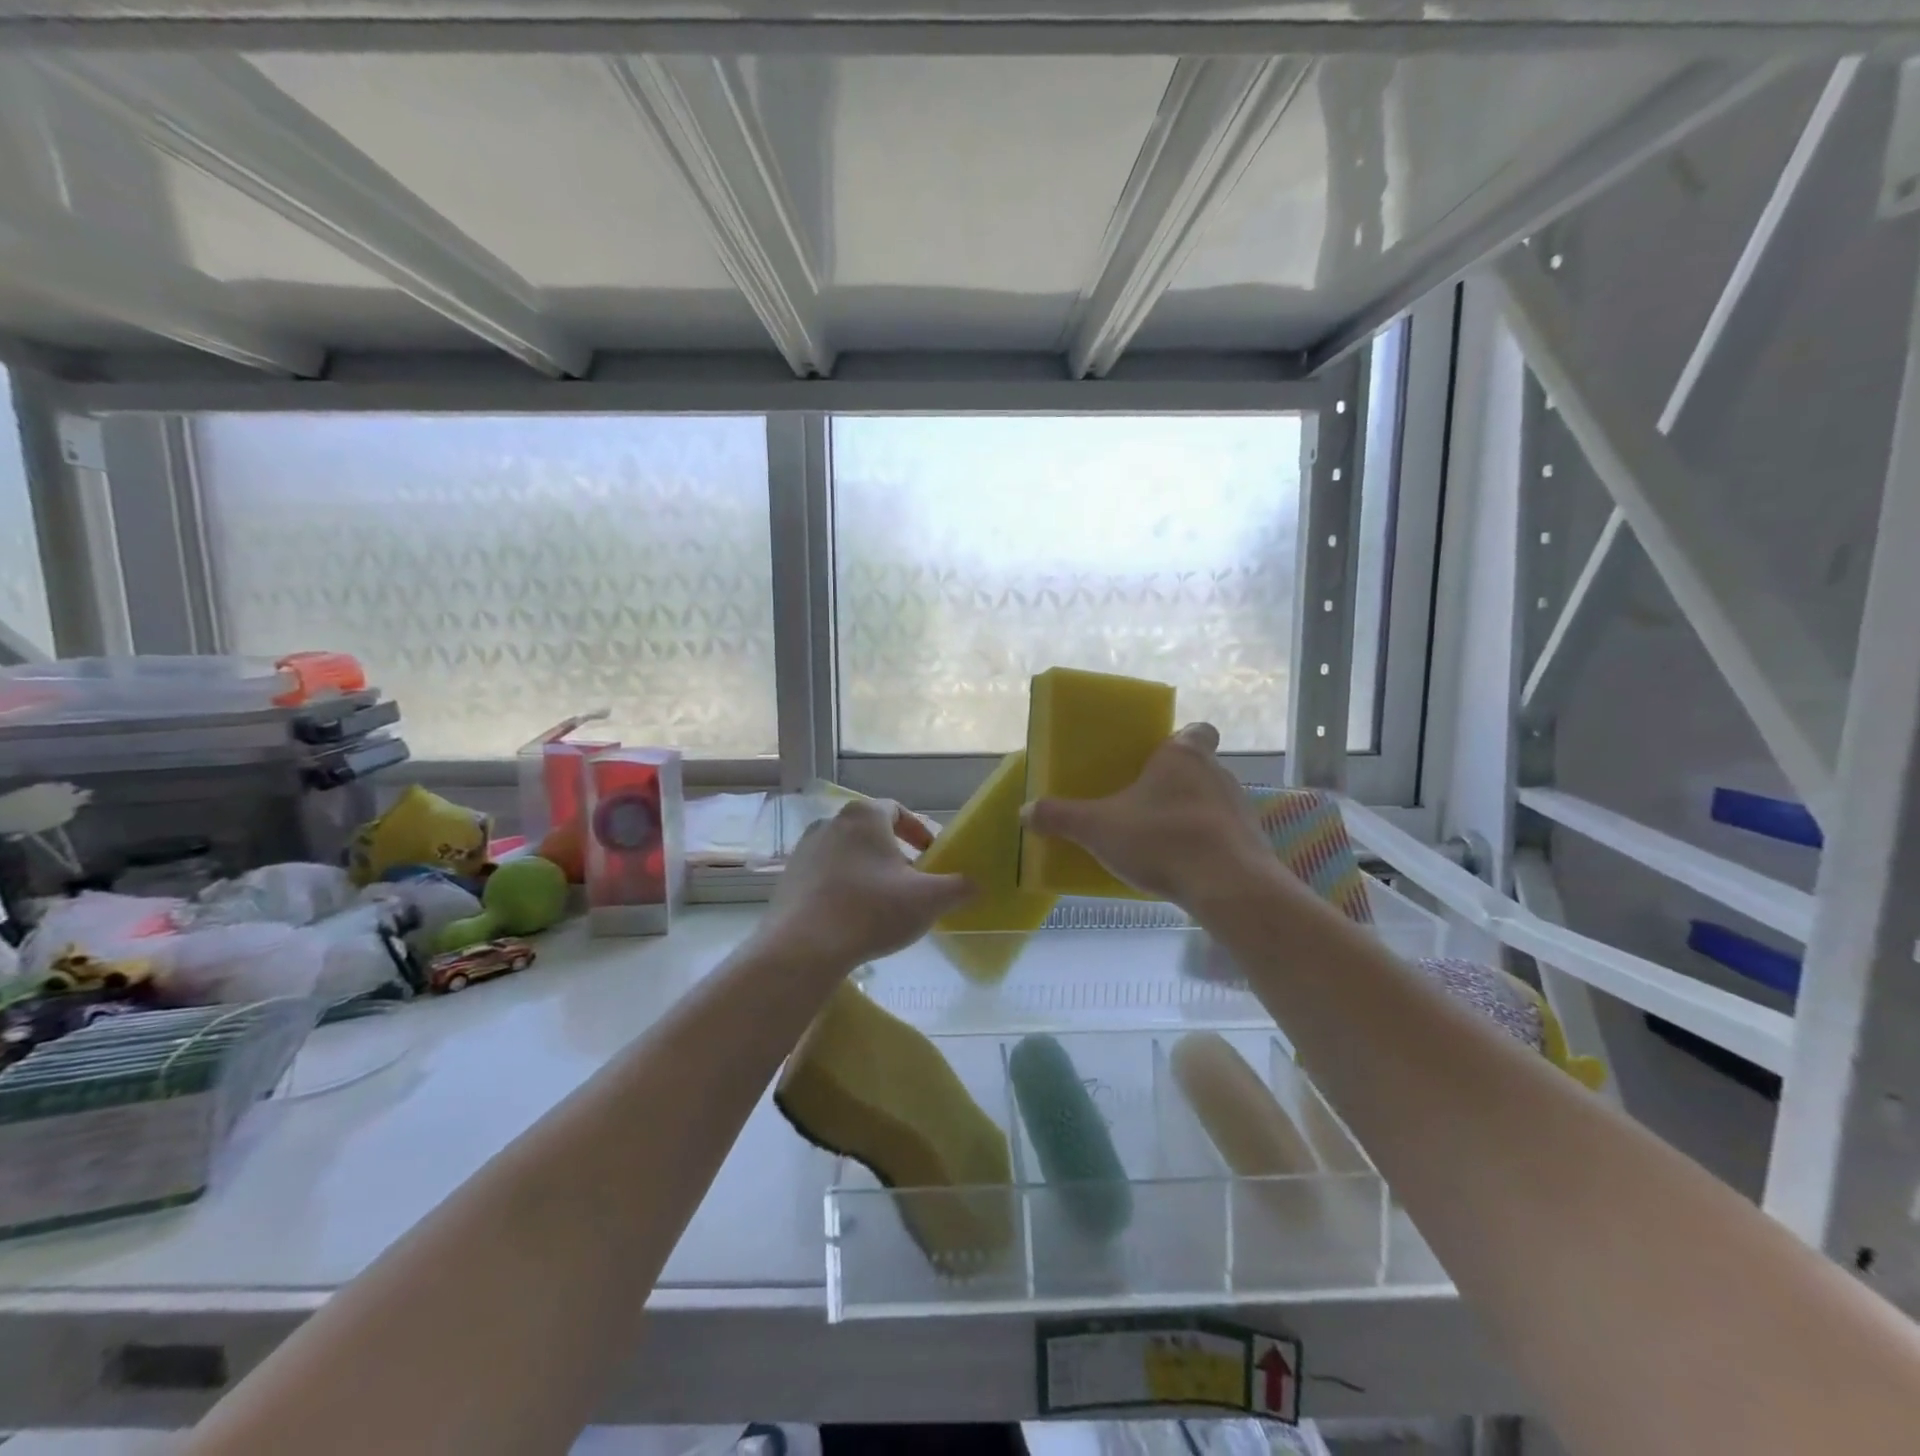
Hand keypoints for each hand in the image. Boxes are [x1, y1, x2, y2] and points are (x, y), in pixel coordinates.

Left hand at [758, 798, 973, 969]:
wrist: (804, 946)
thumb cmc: (872, 910)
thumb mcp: (929, 899)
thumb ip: (959, 887)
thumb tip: (975, 885)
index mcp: (865, 816)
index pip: (897, 811)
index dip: (918, 831)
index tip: (931, 856)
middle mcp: (831, 822)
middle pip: (871, 833)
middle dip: (894, 854)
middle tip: (911, 882)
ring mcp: (805, 850)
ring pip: (847, 854)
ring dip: (867, 871)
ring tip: (883, 902)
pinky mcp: (789, 878)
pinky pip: (825, 875)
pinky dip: (843, 888)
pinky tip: (853, 917)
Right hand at [1022, 723, 1272, 909]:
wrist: (1228, 886)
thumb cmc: (1162, 839)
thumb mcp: (1098, 828)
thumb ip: (1061, 817)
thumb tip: (1025, 811)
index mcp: (1183, 756)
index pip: (1197, 730)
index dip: (1181, 739)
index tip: (1160, 757)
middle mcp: (1217, 773)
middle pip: (1200, 767)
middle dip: (1175, 782)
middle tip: (1144, 802)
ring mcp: (1241, 808)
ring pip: (1212, 801)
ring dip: (1191, 814)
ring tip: (1161, 839)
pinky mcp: (1252, 842)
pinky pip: (1224, 835)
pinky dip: (1207, 844)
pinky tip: (1184, 866)